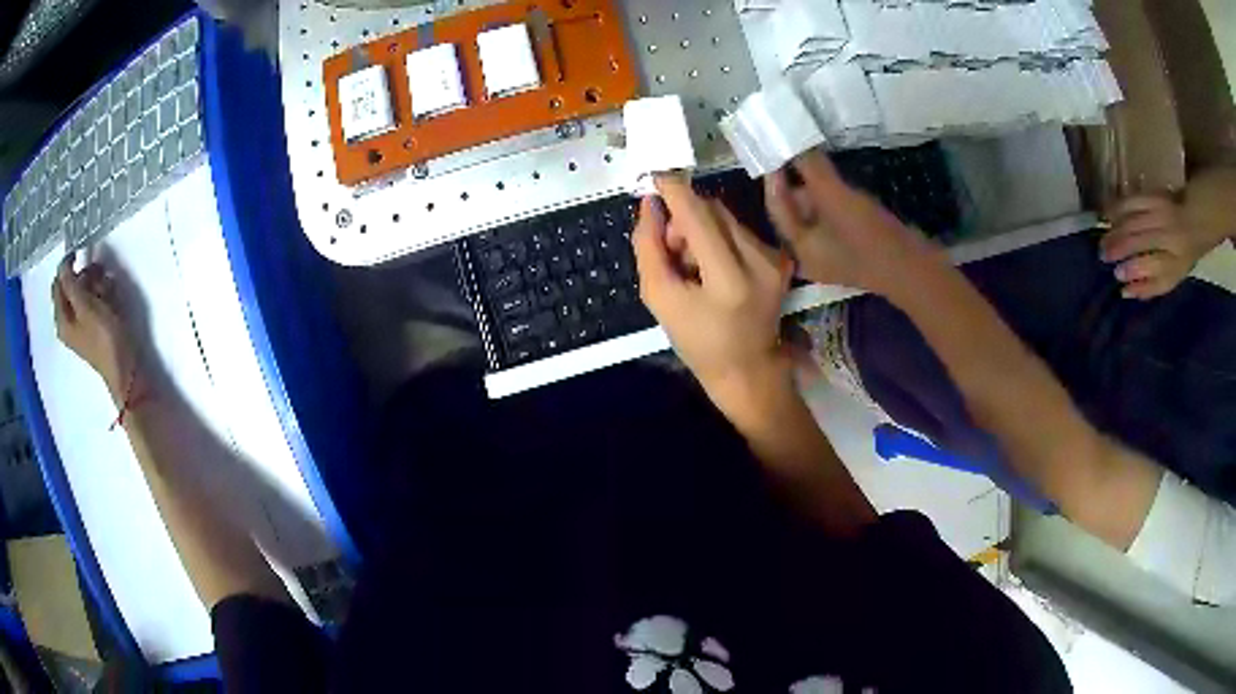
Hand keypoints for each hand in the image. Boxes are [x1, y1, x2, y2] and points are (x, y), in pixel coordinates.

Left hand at [52, 256, 138, 398]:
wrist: (125, 369)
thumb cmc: (104, 337)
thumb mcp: (85, 306)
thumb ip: (71, 283)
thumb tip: (62, 264)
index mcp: (62, 319)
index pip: (58, 283)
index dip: (67, 266)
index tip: (80, 254)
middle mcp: (69, 321)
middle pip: (72, 285)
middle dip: (85, 276)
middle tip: (99, 275)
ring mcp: (82, 325)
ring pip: (85, 291)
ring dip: (97, 284)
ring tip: (108, 289)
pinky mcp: (95, 326)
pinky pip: (95, 301)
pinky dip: (103, 295)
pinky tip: (112, 299)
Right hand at [632, 175, 793, 417]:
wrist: (748, 370)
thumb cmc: (698, 343)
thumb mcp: (659, 299)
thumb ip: (649, 248)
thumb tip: (650, 204)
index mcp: (729, 278)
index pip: (698, 216)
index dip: (674, 190)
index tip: (654, 175)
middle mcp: (760, 260)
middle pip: (712, 210)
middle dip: (684, 219)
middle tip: (671, 249)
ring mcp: (775, 258)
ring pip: (725, 217)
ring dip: (701, 230)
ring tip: (694, 266)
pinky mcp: (781, 258)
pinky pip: (739, 230)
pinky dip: (719, 239)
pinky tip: (714, 268)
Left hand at [764, 150, 936, 298]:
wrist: (917, 271)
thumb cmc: (870, 238)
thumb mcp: (836, 198)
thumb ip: (811, 169)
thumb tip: (790, 138)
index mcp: (800, 249)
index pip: (776, 207)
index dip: (774, 175)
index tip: (775, 145)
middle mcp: (812, 255)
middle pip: (797, 209)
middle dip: (799, 179)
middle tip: (797, 146)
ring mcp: (836, 253)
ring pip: (819, 211)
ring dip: (819, 185)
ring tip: (818, 155)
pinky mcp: (857, 248)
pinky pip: (837, 217)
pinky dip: (836, 197)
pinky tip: (840, 178)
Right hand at [1100, 195, 1209, 299]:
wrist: (1194, 220)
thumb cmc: (1182, 255)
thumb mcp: (1172, 278)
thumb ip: (1150, 286)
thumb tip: (1125, 292)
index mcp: (1174, 261)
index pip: (1152, 265)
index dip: (1134, 270)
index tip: (1117, 276)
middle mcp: (1167, 234)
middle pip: (1139, 240)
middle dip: (1119, 247)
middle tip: (1102, 256)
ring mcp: (1160, 212)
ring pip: (1133, 220)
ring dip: (1115, 229)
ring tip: (1103, 240)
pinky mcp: (1153, 195)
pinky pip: (1132, 200)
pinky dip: (1117, 207)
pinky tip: (1107, 214)